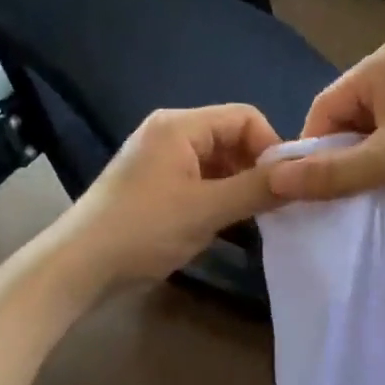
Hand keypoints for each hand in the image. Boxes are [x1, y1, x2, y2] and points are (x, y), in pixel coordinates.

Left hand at [53, 104, 281, 286]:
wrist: (80, 267)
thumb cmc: (144, 229)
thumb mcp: (207, 209)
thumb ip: (257, 189)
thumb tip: (304, 174)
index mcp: (180, 126)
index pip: (245, 117)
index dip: (271, 147)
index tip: (286, 185)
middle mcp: (171, 134)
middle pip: (232, 138)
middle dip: (256, 169)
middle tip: (275, 206)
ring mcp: (162, 161)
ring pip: (219, 163)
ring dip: (240, 187)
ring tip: (257, 219)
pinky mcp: (157, 187)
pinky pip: (202, 181)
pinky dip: (220, 198)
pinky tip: (231, 226)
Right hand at [268, 38, 384, 205]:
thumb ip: (331, 173)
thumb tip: (274, 182)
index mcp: (382, 63)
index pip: (325, 107)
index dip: (313, 150)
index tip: (308, 190)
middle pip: (347, 119)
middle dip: (341, 158)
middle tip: (338, 198)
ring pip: (371, 132)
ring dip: (365, 164)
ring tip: (364, 195)